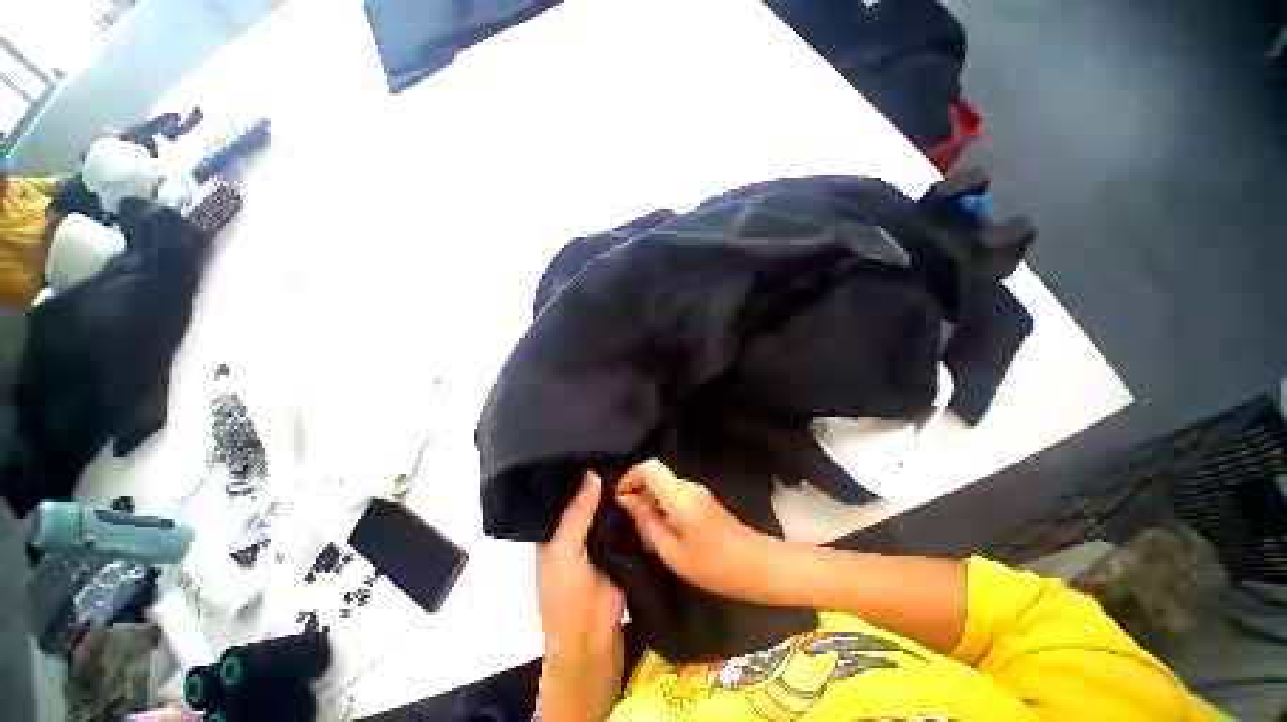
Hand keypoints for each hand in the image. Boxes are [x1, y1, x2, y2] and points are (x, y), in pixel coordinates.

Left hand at [537, 472, 624, 721]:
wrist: (591, 636)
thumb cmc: (565, 593)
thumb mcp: (562, 551)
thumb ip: (577, 513)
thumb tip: (592, 473)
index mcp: (558, 528)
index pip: (567, 493)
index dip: (578, 473)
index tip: (594, 446)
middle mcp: (580, 528)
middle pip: (592, 498)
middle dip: (604, 479)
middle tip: (620, 447)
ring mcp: (603, 536)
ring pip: (612, 508)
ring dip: (621, 492)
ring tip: (635, 458)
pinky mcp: (624, 544)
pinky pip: (629, 522)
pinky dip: (634, 507)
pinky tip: (644, 486)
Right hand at [615, 459, 780, 601]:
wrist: (757, 566)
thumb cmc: (713, 564)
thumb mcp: (672, 551)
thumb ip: (647, 522)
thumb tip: (626, 500)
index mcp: (680, 494)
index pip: (649, 467)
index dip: (630, 477)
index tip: (620, 501)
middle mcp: (688, 486)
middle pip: (655, 476)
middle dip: (639, 494)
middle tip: (634, 525)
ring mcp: (697, 492)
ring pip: (664, 487)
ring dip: (650, 504)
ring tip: (648, 535)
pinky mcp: (703, 501)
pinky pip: (675, 497)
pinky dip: (663, 509)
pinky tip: (665, 535)